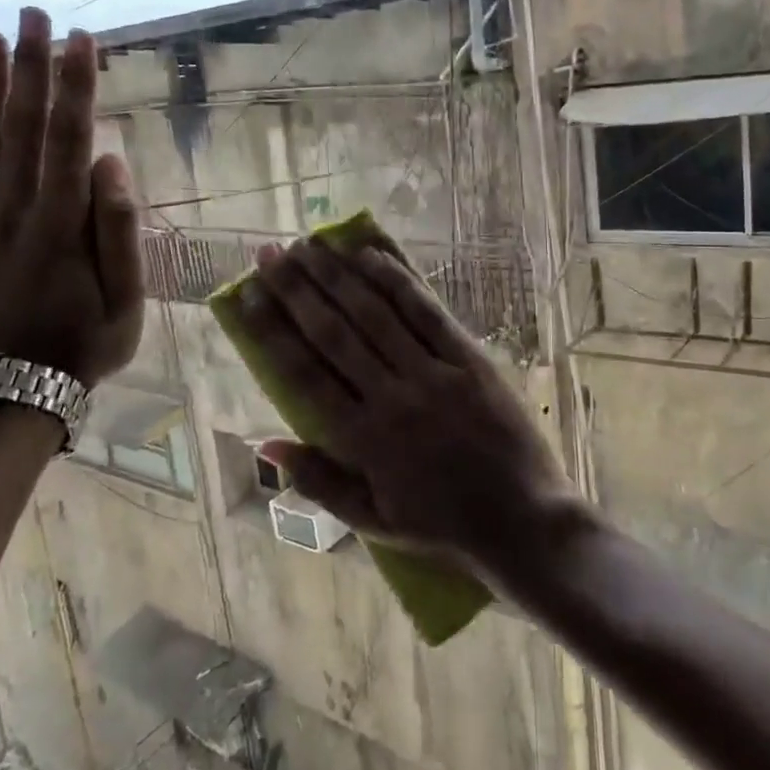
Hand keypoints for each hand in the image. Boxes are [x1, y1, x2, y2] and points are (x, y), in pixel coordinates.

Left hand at [0, 7, 143, 385]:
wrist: (14, 392)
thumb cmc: (84, 345)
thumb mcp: (126, 300)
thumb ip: (119, 231)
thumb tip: (112, 164)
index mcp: (62, 225)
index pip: (69, 141)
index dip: (75, 88)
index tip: (82, 40)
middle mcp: (15, 212)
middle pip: (22, 128)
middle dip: (32, 67)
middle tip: (36, 14)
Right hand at [240, 238, 575, 575]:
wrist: (522, 519)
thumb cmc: (442, 524)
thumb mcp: (372, 521)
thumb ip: (318, 482)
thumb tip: (265, 445)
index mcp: (363, 441)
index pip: (303, 374)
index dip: (270, 330)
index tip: (247, 295)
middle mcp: (392, 399)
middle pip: (334, 333)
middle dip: (297, 289)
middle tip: (270, 253)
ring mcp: (434, 375)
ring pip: (376, 315)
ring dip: (339, 276)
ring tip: (310, 245)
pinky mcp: (471, 360)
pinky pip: (428, 314)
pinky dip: (398, 282)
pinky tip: (371, 256)